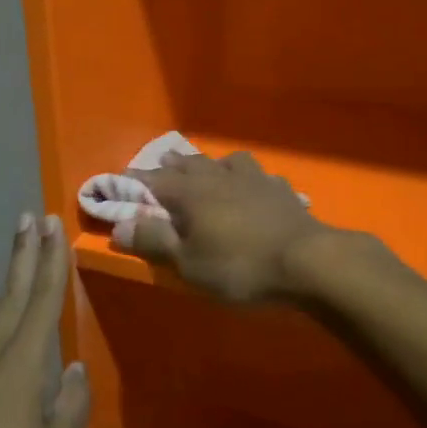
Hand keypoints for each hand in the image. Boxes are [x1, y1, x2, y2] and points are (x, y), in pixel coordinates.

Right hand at [121, 150, 331, 302]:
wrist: (308, 261)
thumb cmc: (240, 266)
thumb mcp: (189, 263)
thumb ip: (154, 241)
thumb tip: (118, 226)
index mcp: (191, 192)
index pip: (153, 180)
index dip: (134, 181)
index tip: (119, 181)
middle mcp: (220, 176)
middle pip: (190, 163)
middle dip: (172, 165)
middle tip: (161, 166)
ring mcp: (254, 179)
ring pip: (227, 161)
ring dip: (212, 163)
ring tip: (208, 169)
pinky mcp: (281, 190)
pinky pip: (259, 175)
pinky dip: (248, 178)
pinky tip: (253, 186)